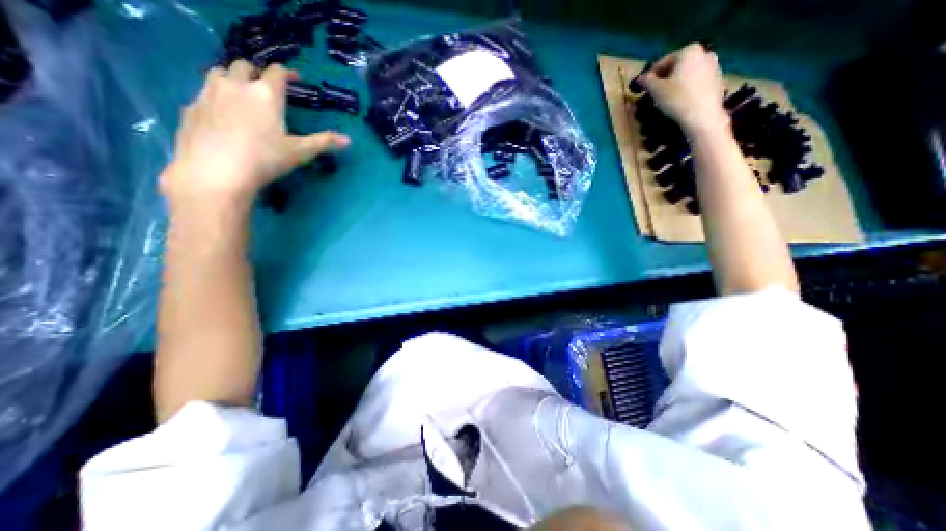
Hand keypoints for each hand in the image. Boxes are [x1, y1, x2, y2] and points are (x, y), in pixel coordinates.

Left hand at [160, 61, 351, 208]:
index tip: (294, 78)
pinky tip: (222, 115)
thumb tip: (348, 140)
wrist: (216, 171)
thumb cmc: (265, 159)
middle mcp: (235, 86)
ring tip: (241, 95)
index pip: (276, 73)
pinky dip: (215, 96)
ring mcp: (208, 94)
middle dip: (257, 72)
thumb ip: (323, 143)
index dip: (287, 73)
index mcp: (265, 95)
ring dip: (232, 79)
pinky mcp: (190, 108)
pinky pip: (204, 93)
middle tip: (266, 86)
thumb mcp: (300, 152)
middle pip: (244, 66)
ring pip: (219, 74)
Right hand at [643, 44, 730, 137]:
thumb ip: (646, 81)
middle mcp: (704, 53)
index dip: (648, 77)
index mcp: (688, 50)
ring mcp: (713, 66)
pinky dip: (685, 91)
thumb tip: (640, 78)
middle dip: (663, 81)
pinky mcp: (717, 81)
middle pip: (675, 68)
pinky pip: (695, 84)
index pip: (661, 63)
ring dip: (673, 86)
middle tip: (652, 95)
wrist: (702, 116)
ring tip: (663, 101)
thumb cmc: (676, 99)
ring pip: (686, 76)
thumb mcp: (655, 90)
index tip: (641, 89)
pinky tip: (678, 103)